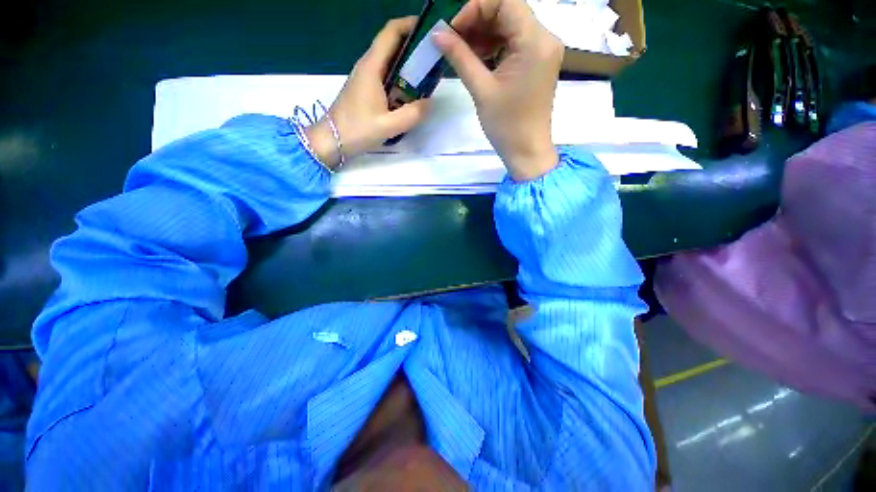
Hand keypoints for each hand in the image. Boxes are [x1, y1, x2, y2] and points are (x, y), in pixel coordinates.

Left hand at [306, 17, 430, 168]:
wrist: (331, 141)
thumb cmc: (357, 130)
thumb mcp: (389, 126)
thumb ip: (412, 114)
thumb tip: (430, 103)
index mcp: (372, 67)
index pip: (391, 32)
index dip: (410, 25)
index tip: (429, 32)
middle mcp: (368, 66)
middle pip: (392, 45)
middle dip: (413, 48)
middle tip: (433, 60)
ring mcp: (365, 78)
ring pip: (390, 63)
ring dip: (408, 66)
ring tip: (427, 78)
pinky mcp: (366, 90)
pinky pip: (386, 78)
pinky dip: (400, 81)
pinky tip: (410, 96)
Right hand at [434, 0, 563, 180]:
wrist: (526, 152)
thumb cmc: (506, 126)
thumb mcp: (481, 90)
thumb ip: (460, 57)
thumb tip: (437, 34)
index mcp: (535, 42)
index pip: (505, 2)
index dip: (475, 8)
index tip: (452, 29)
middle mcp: (545, 38)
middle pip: (508, 11)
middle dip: (477, 20)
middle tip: (452, 39)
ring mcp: (542, 50)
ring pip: (510, 26)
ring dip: (484, 33)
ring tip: (461, 50)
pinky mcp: (537, 62)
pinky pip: (514, 43)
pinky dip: (494, 46)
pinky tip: (477, 58)